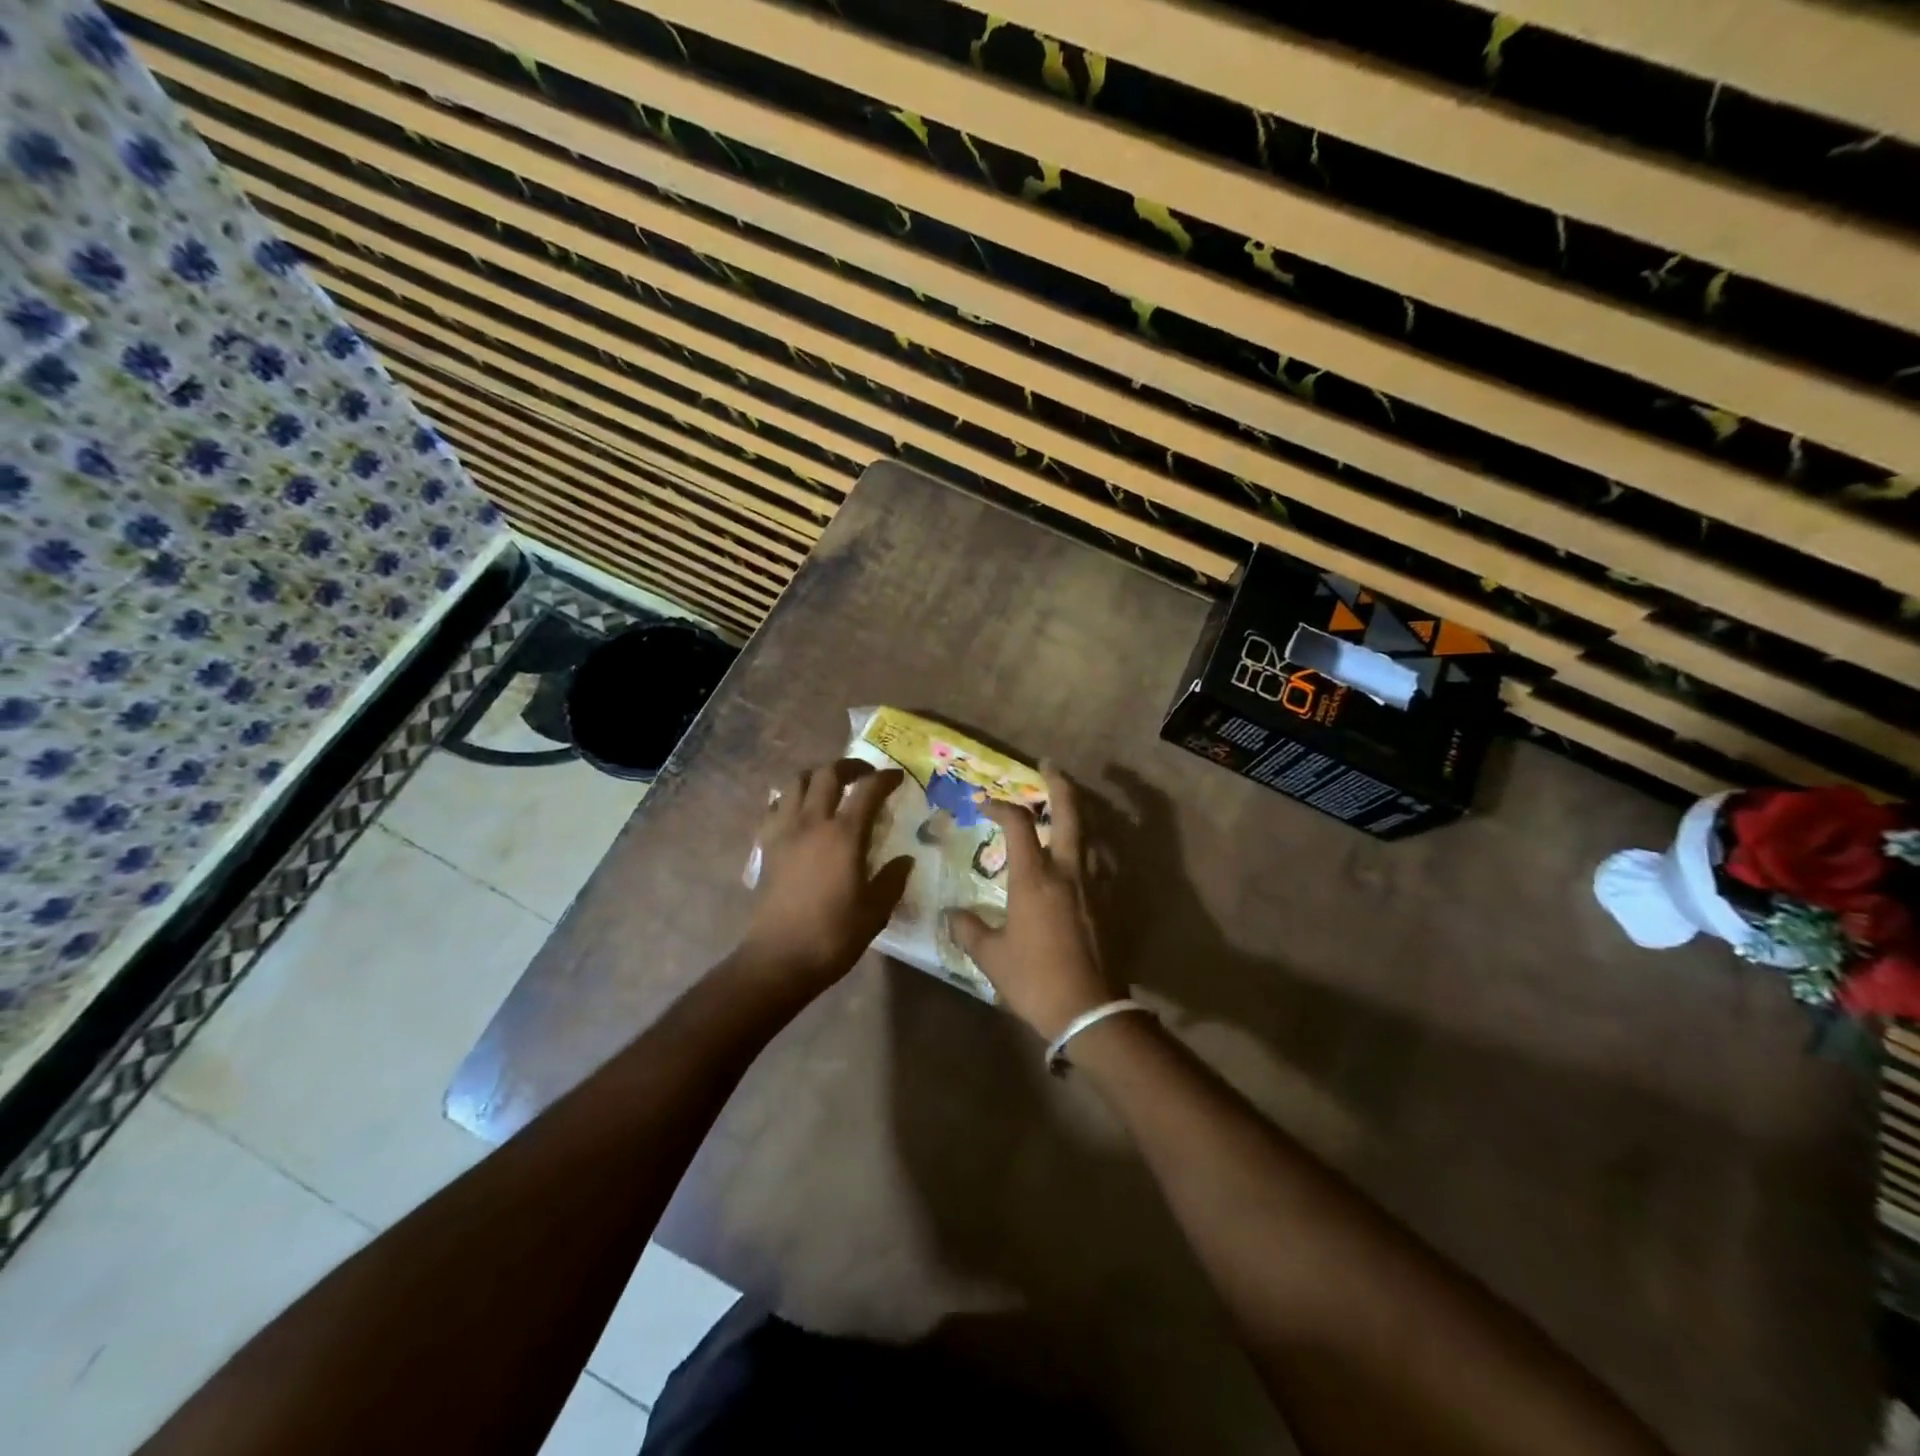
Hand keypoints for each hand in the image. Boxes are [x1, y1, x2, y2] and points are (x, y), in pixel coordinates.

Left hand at [737, 758, 912, 997]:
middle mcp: (812, 822)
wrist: (780, 958)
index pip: (868, 790)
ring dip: (817, 776)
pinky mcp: (767, 846)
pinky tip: (800, 813)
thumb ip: (892, 879)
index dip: (885, 778)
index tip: (897, 777)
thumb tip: (905, 860)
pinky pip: (776, 807)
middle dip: (850, 766)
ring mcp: (785, 831)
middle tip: (865, 775)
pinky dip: (791, 799)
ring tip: (831, 787)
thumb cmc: (834, 935)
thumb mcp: (876, 910)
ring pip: (796, 782)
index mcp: (844, 835)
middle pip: (827, 774)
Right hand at [947, 765, 1119, 1039]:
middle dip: (1060, 783)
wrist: (1088, 1009)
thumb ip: (969, 929)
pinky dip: (1092, 846)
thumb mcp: (991, 956)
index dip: (1000, 804)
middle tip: (1048, 765)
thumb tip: (952, 915)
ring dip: (1079, 813)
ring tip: (1066, 807)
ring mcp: (1094, 885)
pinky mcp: (1109, 902)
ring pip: (1092, 833)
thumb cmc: (1035, 979)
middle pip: (1070, 812)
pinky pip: (1102, 861)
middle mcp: (1068, 870)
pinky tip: (1084, 854)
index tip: (984, 803)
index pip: (1018, 822)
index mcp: (1035, 877)